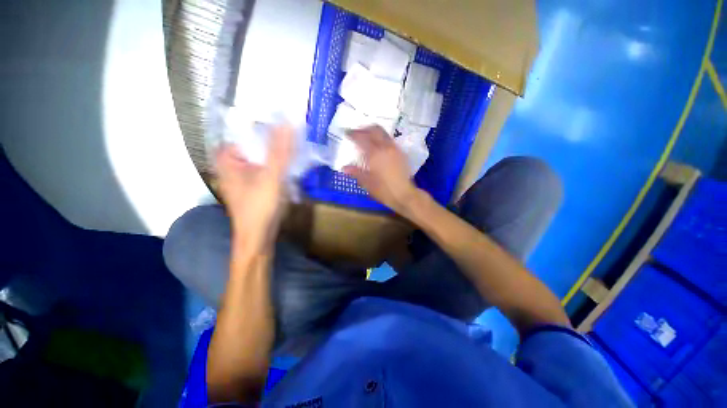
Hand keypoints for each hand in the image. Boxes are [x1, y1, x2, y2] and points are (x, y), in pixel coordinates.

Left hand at [215, 124, 292, 249]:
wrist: (259, 236)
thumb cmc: (260, 207)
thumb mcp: (271, 176)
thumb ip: (280, 150)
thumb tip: (288, 122)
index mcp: (228, 157)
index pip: (249, 132)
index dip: (269, 127)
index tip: (289, 123)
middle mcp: (233, 163)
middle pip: (257, 145)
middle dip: (277, 142)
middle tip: (297, 135)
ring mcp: (244, 174)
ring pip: (264, 157)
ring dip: (279, 154)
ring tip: (297, 148)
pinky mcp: (255, 184)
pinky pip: (267, 168)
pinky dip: (278, 165)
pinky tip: (291, 165)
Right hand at [343, 126, 419, 212]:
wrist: (404, 195)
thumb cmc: (384, 190)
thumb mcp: (367, 183)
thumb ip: (356, 172)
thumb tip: (344, 167)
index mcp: (375, 154)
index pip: (362, 138)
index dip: (353, 134)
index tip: (346, 132)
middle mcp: (386, 147)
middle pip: (374, 130)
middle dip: (364, 129)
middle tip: (356, 132)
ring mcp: (395, 149)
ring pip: (384, 133)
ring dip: (374, 132)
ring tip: (367, 137)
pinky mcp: (401, 153)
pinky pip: (390, 140)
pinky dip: (382, 139)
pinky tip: (378, 147)